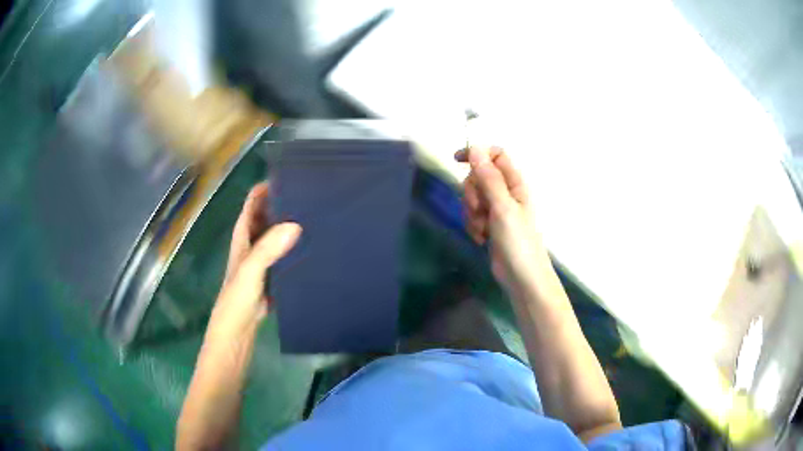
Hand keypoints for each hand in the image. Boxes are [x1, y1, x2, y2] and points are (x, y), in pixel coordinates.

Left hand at [211, 182, 300, 334]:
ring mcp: (263, 259)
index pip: (253, 202)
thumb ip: (268, 248)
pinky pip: (285, 254)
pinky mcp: (273, 274)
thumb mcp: (250, 270)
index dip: (266, 187)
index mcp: (243, 235)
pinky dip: (295, 247)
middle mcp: (253, 242)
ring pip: (277, 234)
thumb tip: (295, 224)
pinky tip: (312, 247)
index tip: (290, 177)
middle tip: (311, 195)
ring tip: (316, 215)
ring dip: (290, 225)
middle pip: (267, 215)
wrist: (238, 329)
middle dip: (283, 203)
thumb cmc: (237, 298)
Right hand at [455, 146, 545, 293]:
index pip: (495, 155)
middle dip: (472, 192)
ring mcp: (497, 210)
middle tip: (479, 209)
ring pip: (472, 197)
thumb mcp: (502, 207)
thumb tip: (476, 148)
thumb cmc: (518, 242)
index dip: (477, 154)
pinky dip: (473, 225)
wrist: (522, 278)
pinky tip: (482, 238)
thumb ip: (489, 178)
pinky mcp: (489, 225)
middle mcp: (506, 192)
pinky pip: (472, 215)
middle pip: (478, 176)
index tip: (456, 161)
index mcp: (514, 183)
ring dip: (471, 213)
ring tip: (483, 229)